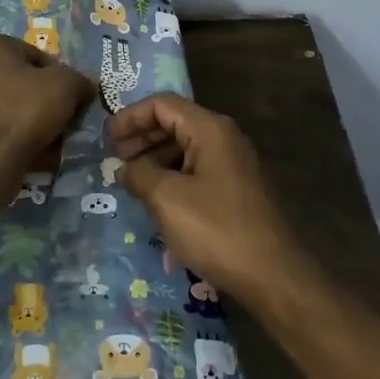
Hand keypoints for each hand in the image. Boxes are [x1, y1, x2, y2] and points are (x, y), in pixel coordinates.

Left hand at [0, 34, 92, 171]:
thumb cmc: (24, 107)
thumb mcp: (66, 85)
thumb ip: (79, 80)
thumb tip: (86, 87)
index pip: (36, 56)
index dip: (60, 77)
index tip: (72, 97)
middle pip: (20, 84)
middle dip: (43, 101)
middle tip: (62, 120)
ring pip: (8, 109)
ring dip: (30, 123)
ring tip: (51, 142)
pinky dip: (13, 140)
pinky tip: (32, 156)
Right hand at [108, 93, 305, 307]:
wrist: (273, 274)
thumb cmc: (217, 229)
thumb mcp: (167, 199)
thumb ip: (140, 174)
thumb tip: (125, 168)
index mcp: (210, 129)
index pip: (163, 104)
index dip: (131, 117)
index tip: (106, 139)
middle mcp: (224, 137)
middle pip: (175, 122)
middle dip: (142, 137)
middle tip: (115, 159)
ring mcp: (234, 163)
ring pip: (186, 147)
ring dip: (156, 158)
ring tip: (132, 181)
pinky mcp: (237, 188)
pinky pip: (197, 169)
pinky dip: (173, 175)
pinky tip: (158, 198)